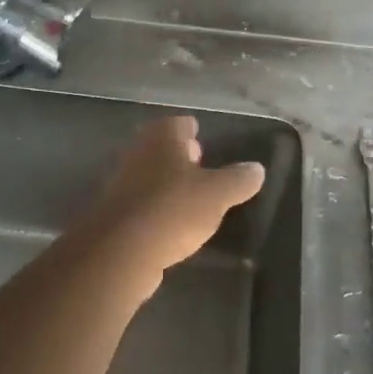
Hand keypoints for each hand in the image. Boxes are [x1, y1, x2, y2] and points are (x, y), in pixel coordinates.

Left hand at [72, 116, 266, 280]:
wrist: (121, 250)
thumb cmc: (173, 209)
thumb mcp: (217, 194)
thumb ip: (238, 180)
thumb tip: (256, 169)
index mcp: (161, 138)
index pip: (177, 123)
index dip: (189, 128)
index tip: (198, 133)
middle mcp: (138, 153)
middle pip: (160, 147)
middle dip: (177, 152)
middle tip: (197, 159)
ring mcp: (122, 183)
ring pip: (149, 174)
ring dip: (166, 180)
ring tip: (188, 192)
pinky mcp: (116, 214)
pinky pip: (142, 202)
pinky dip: (156, 205)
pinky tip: (170, 221)